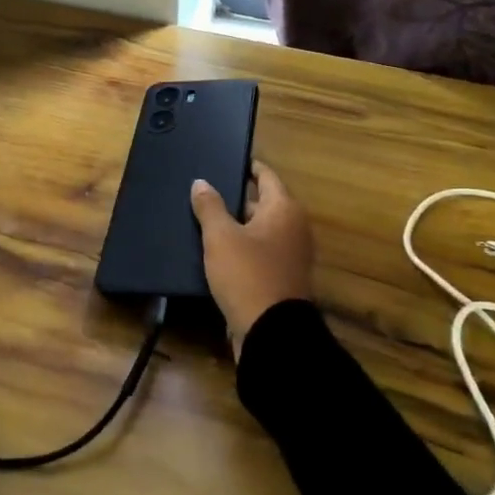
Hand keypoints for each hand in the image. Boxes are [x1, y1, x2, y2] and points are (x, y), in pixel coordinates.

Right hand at [189, 161, 313, 358]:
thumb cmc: (247, 274)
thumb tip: (201, 182)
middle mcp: (294, 228)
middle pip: (264, 203)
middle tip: (207, 193)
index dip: (247, 167)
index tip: (227, 161)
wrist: (271, 333)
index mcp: (284, 209)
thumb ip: (209, 206)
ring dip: (238, 226)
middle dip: (237, 199)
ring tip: (206, 221)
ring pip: (260, 230)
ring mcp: (291, 255)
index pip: (266, 176)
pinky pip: (260, 253)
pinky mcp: (282, 279)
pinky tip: (217, 252)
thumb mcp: (220, 237)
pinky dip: (243, 248)